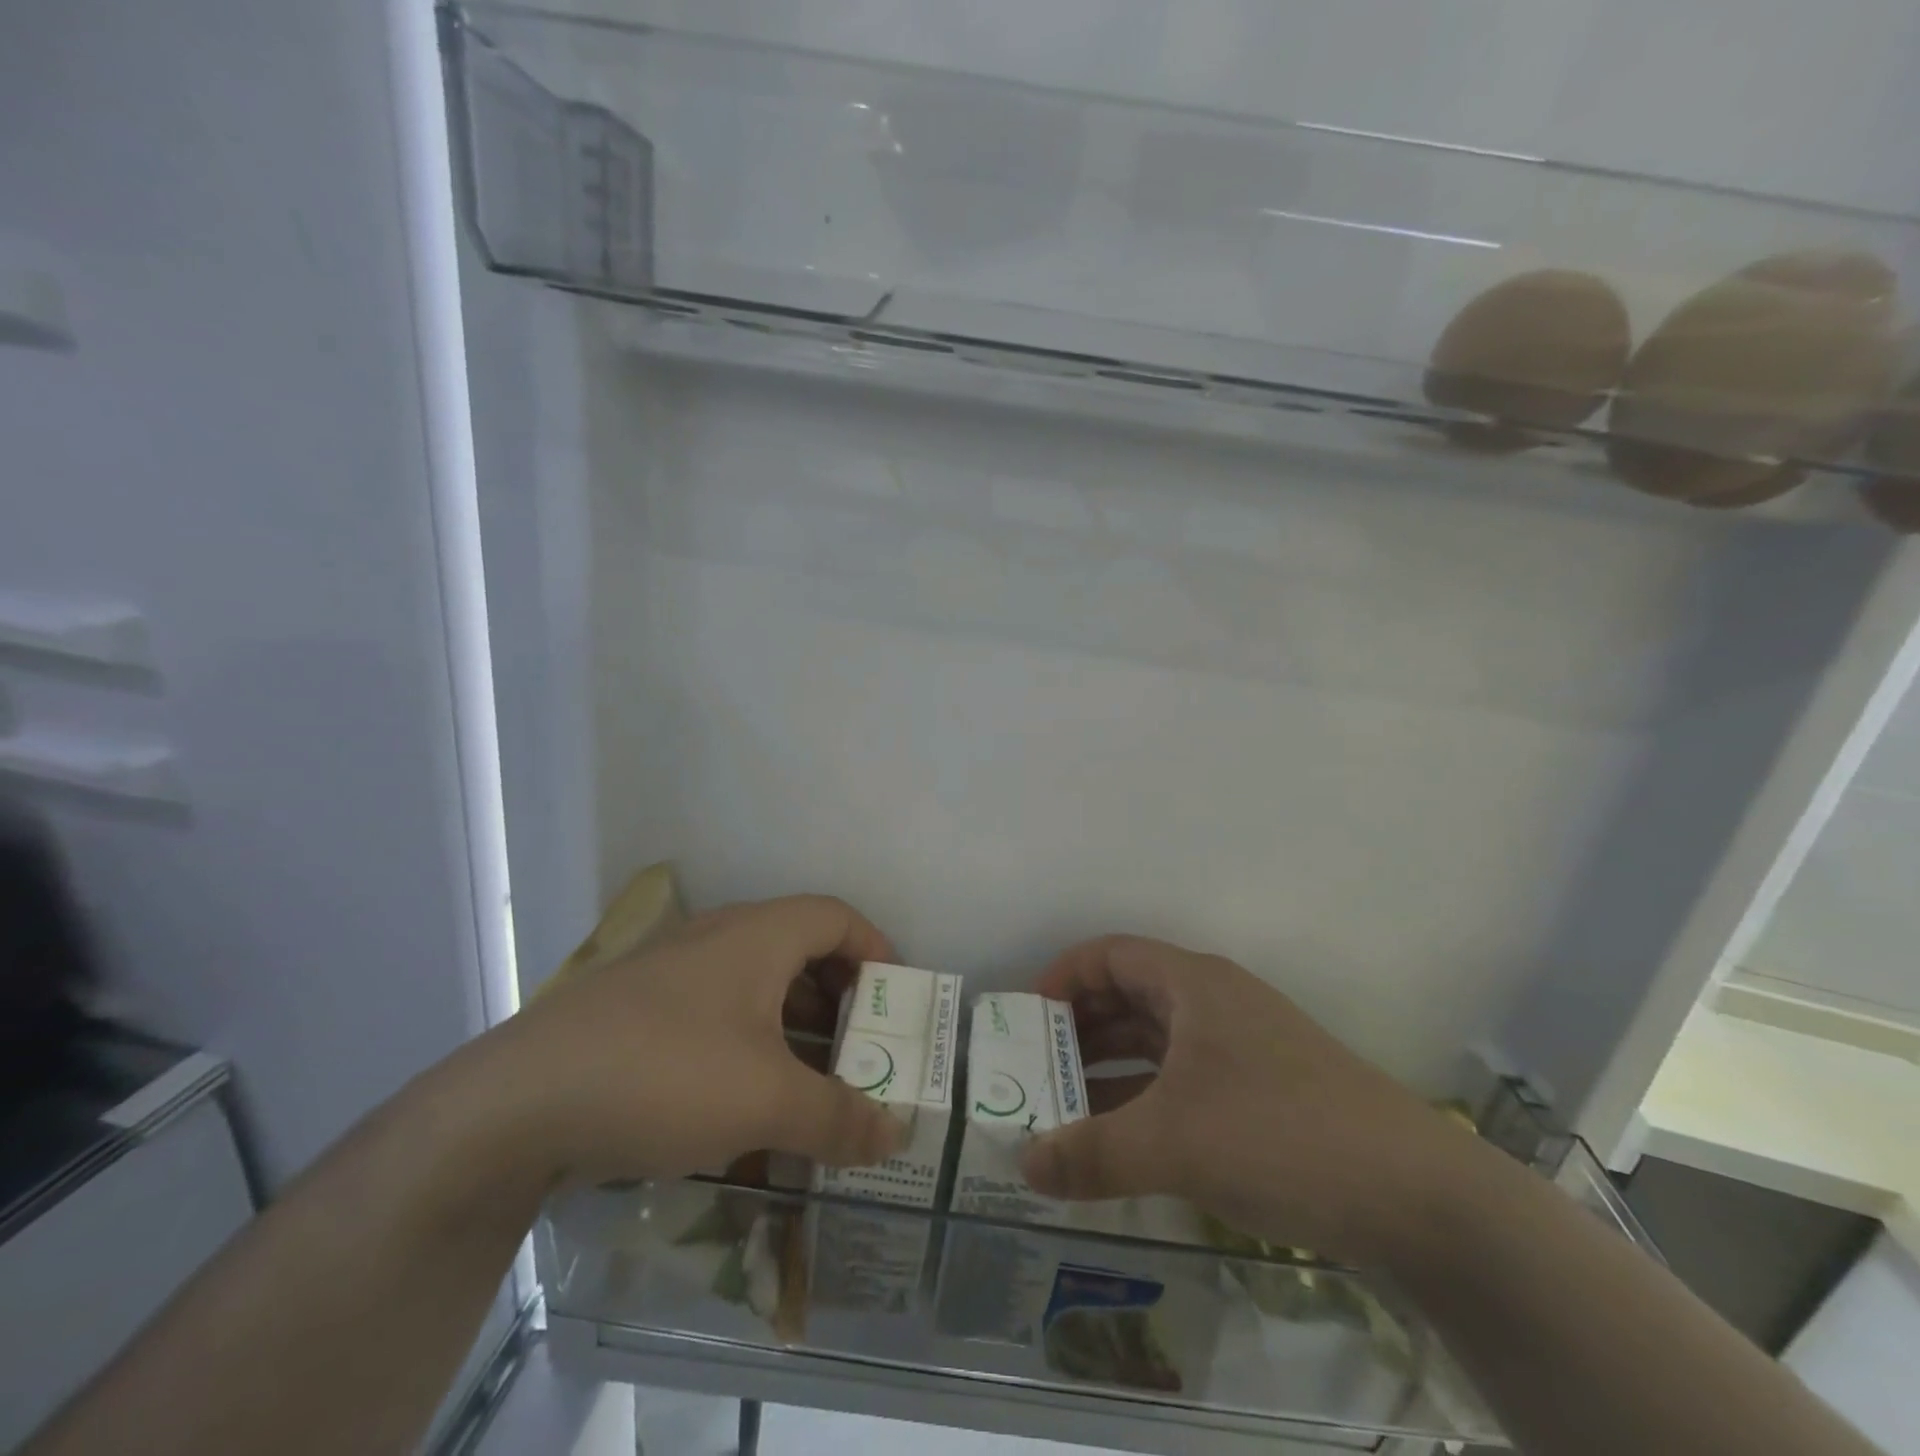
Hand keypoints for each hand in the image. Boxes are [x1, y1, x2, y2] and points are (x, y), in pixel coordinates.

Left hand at [476, 896, 907, 1187]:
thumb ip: (838, 1117)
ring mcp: (672, 971)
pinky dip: (746, 1044)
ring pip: (753, 983)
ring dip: (790, 1024)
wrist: (516, 1103)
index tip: (895, 995)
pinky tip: (742, 1102)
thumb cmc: (666, 1074)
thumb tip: (895, 1135)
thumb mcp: (766, 1100)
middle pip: (798, 947)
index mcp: (758, 936)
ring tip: (811, 1079)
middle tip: (860, 1043)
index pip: (836, 916)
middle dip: (837, 995)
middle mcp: (717, 938)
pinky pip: (714, 1013)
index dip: (875, 947)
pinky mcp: (637, 1009)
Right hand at [1022, 935, 1482, 1263]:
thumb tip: (1022, 1165)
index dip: (1061, 978)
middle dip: (1077, 1028)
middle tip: (1032, 1069)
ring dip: (1108, 1067)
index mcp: (1192, 983)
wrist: (1418, 1197)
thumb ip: (1090, 1153)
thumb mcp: (1173, 1143)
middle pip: (1128, 995)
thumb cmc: (1281, 1134)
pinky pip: (1182, 1078)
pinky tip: (1120, 1138)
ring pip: (1155, 1040)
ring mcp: (1241, 1047)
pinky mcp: (1261, 1091)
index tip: (1024, 1020)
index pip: (1109, 954)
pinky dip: (1144, 1097)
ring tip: (1062, 1107)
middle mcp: (1214, 1002)